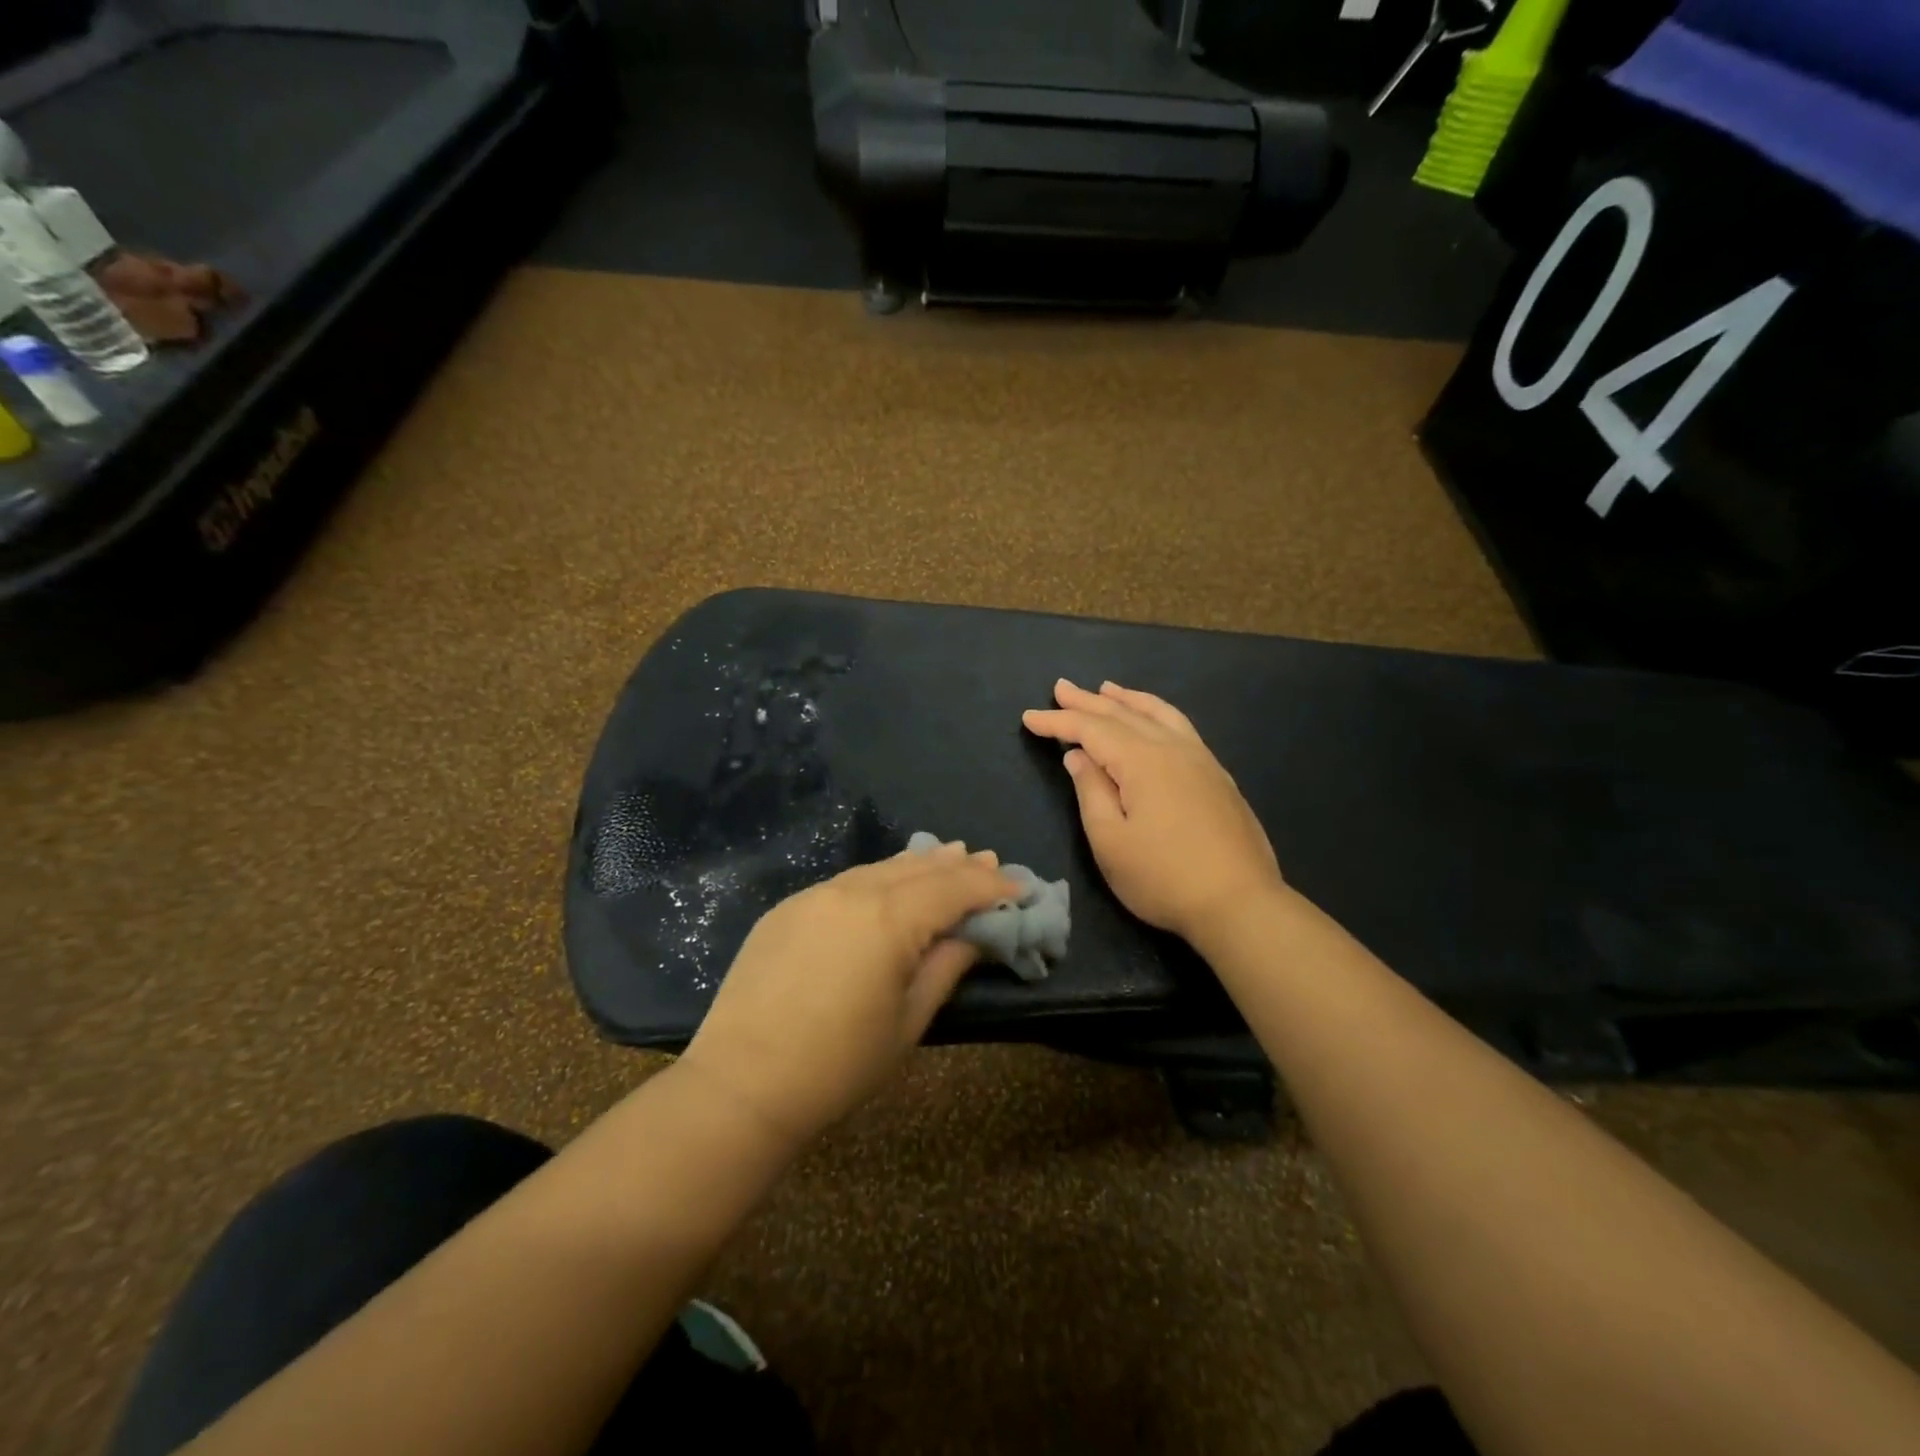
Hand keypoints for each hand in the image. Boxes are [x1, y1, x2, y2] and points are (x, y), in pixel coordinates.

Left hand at [680, 845, 1017, 1147]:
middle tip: (990, 862)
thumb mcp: (908, 1020)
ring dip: (920, 864)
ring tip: (949, 857)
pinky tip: (890, 884)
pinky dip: (881, 877)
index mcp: (889, 918)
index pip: (954, 888)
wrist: (742, 1083)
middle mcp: (853, 891)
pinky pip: (848, 881)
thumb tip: (975, 933)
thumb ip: (947, 965)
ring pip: (881, 867)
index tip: (1021, 887)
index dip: (992, 886)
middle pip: (919, 867)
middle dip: (959, 866)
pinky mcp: (788, 908)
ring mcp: (815, 895)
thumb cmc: (839, 1064)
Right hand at [1023, 679, 1282, 941]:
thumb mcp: (1110, 841)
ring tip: (1107, 688)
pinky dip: (1157, 713)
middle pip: (1123, 714)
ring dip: (1128, 699)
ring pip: (1159, 714)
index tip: (1028, 717)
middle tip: (1060, 688)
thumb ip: (1091, 791)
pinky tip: (1154, 719)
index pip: (1091, 729)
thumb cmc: (1164, 878)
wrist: (1241, 904)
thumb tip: (1079, 756)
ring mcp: (1201, 760)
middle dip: (1088, 701)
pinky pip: (1181, 727)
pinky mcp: (1217, 776)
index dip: (1058, 722)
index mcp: (1142, 761)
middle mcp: (1173, 748)